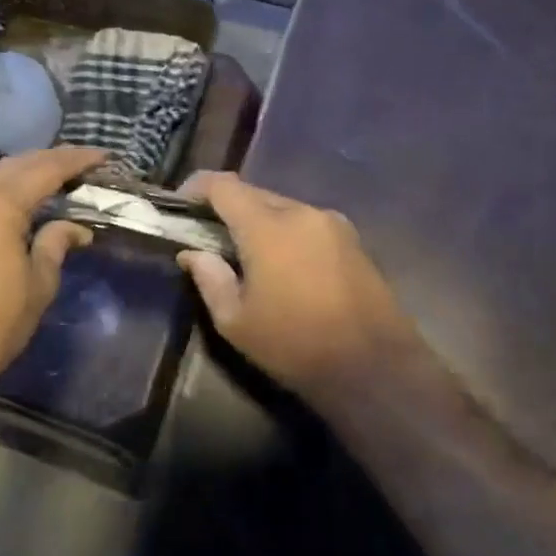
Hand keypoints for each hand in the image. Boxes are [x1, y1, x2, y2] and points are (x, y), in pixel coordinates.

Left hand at [0, 146, 105, 402]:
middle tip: (79, 163)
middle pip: (14, 165)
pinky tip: (13, 205)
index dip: (77, 160)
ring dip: (22, 173)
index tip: (103, 155)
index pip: (46, 169)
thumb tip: (76, 229)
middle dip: (48, 159)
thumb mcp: (37, 285)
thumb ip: (56, 246)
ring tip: (50, 179)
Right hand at [176, 171, 422, 412]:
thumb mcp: (236, 321)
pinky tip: (284, 265)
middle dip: (228, 208)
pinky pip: (307, 223)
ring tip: (247, 254)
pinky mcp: (353, 239)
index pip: (223, 186)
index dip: (197, 188)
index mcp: (268, 226)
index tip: (181, 205)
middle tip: (209, 235)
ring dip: (259, 221)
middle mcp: (302, 211)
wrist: (375, 369)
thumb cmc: (295, 345)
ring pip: (283, 207)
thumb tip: (192, 253)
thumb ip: (209, 278)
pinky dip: (286, 233)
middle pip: (254, 194)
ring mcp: (332, 223)